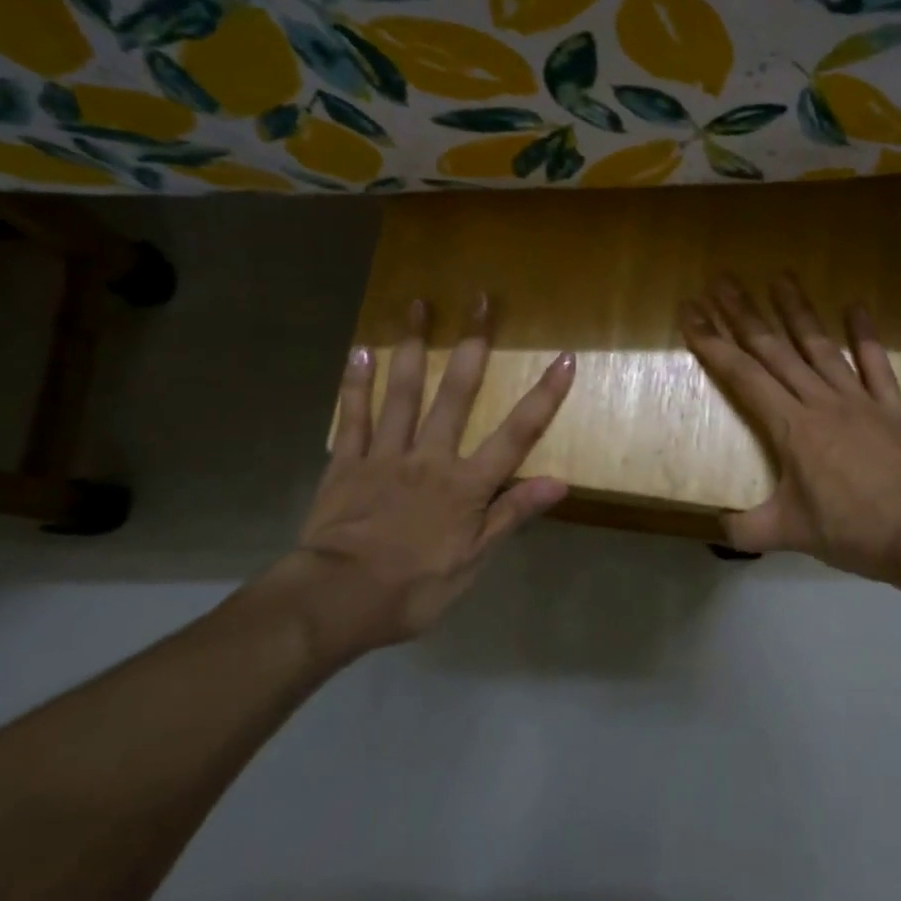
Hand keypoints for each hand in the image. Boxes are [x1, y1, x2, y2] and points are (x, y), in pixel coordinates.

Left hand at [275, 296, 573, 657]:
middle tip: (480, 300)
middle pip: (457, 394)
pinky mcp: (346, 463)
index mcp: (466, 484)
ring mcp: (385, 455)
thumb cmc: (413, 588)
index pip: (516, 433)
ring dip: (414, 347)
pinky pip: (352, 417)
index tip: (564, 358)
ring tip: (417, 306)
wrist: (336, 600)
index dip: (544, 396)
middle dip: (473, 345)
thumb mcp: (474, 562)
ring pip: (403, 392)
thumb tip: (560, 481)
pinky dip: (356, 384)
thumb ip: (512, 515)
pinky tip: (361, 352)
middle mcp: (430, 456)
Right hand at [681, 275, 900, 590]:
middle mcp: (821, 402)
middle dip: (745, 314)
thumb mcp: (789, 534)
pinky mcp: (892, 408)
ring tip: (780, 277)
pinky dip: (865, 335)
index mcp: (792, 428)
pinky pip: (875, 364)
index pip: (743, 376)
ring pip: (821, 347)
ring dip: (798, 311)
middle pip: (775, 351)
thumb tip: (718, 525)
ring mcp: (859, 401)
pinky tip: (856, 305)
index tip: (693, 312)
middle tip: (724, 280)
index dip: (713, 343)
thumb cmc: (851, 532)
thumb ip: (746, 529)